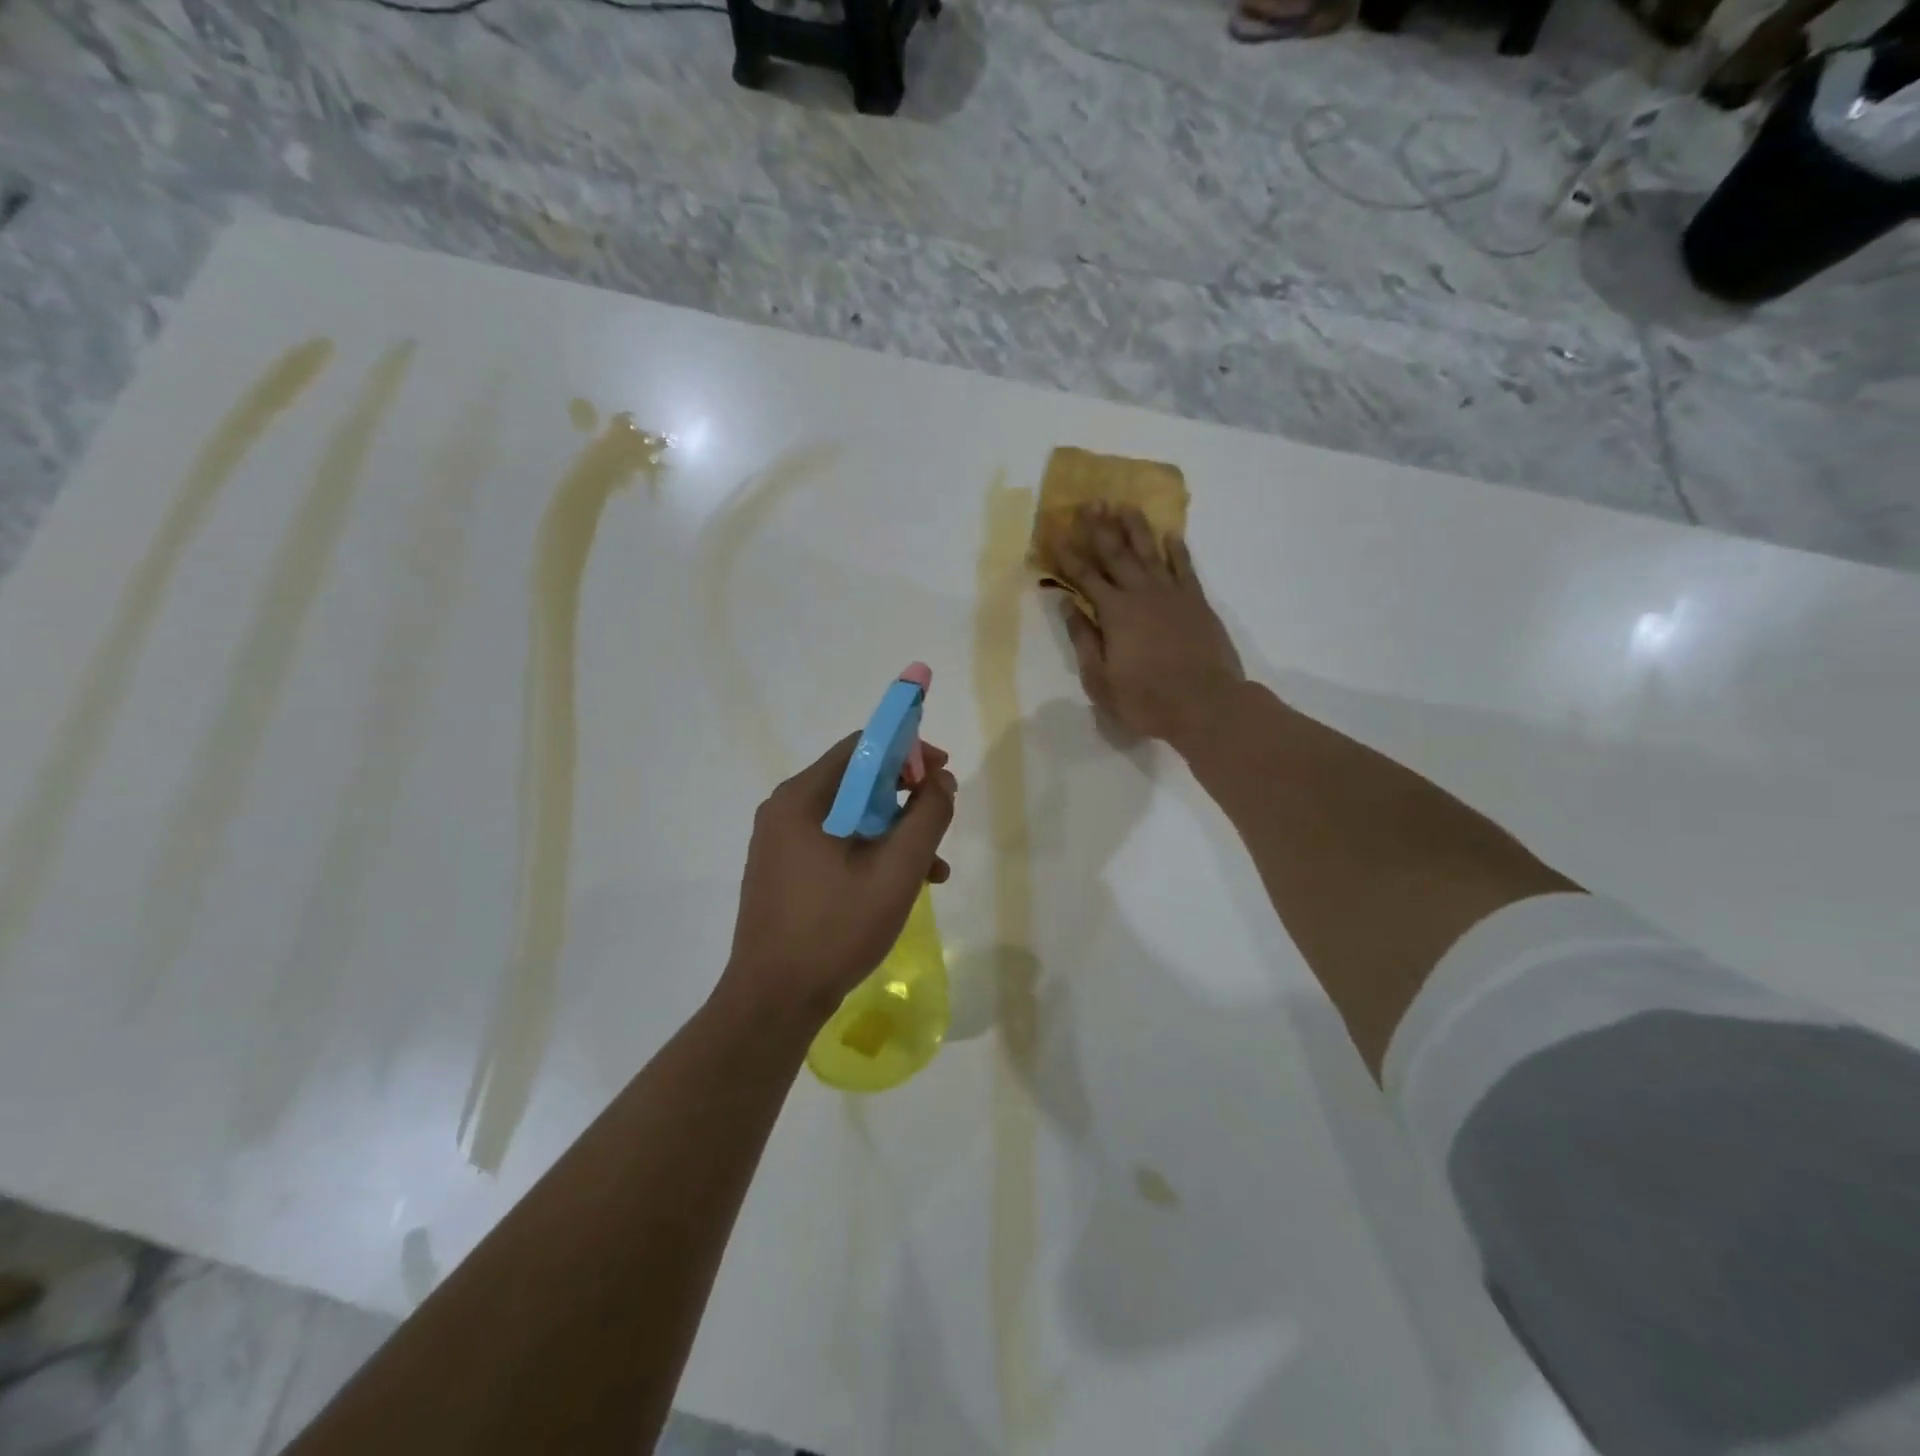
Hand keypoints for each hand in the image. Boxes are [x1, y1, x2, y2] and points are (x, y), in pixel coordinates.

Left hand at [722, 734, 957, 1021]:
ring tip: (933, 868)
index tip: (942, 773)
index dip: (908, 751)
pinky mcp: (784, 869)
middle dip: (906, 797)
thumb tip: (940, 780)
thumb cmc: (836, 929)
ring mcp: (780, 842)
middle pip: (856, 781)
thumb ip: (927, 817)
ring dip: (894, 831)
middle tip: (940, 818)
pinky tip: (900, 886)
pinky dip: (870, 853)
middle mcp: (785, 809)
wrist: (774, 1000)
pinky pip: (835, 843)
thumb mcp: (896, 871)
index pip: (862, 747)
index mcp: (802, 798)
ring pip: (850, 816)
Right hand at [1051, 504, 1246, 751]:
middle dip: (1099, 527)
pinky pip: (1185, 567)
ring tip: (1124, 504)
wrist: (1206, 705)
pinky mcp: (1197, 602)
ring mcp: (1173, 595)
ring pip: (1151, 551)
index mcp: (1114, 613)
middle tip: (1089, 502)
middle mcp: (1141, 594)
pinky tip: (1170, 534)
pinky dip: (1177, 548)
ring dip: (1135, 527)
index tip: (1055, 533)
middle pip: (1116, 553)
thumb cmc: (1146, 700)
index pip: (1084, 577)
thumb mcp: (1100, 680)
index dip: (1068, 555)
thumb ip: (1084, 640)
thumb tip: (1069, 606)